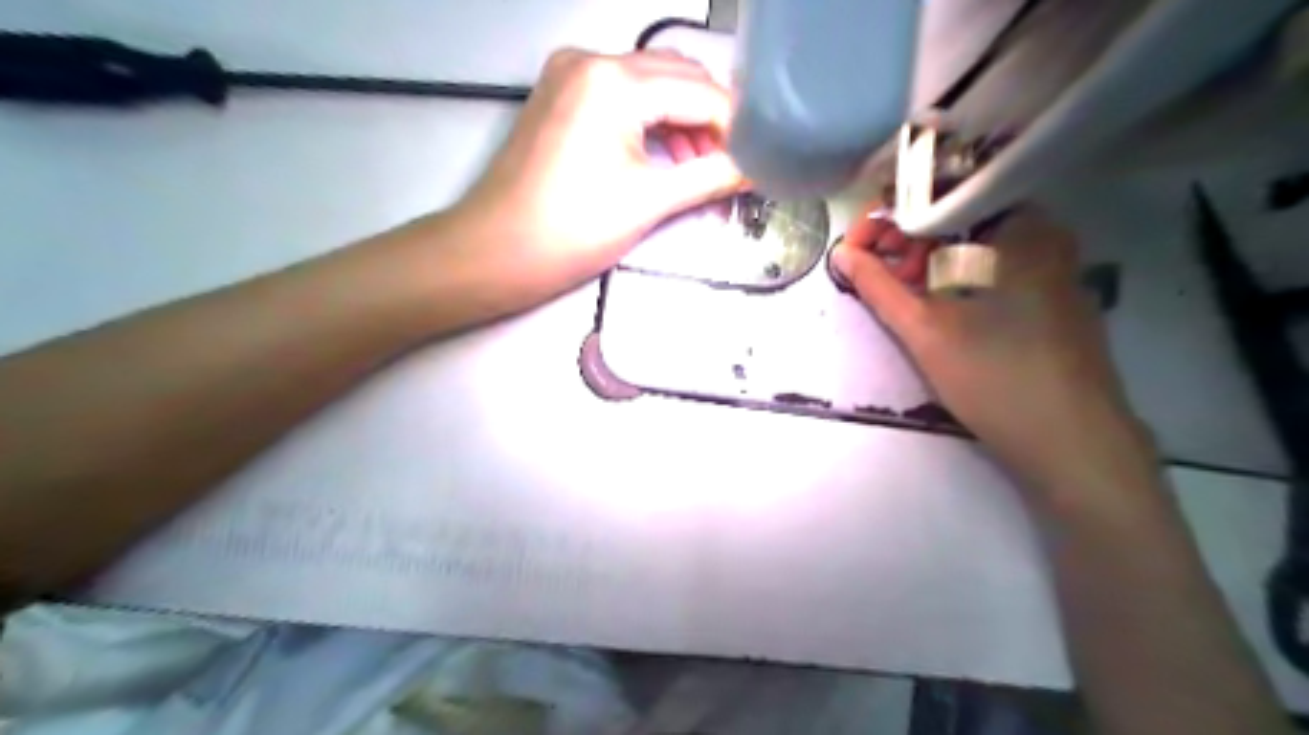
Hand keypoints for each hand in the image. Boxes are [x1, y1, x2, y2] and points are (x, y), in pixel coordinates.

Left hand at [439, 47, 745, 305]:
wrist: (495, 252)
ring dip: (683, 121)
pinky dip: (651, 122)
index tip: (760, 159)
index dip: (736, 126)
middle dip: (711, 120)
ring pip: (650, 85)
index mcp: (614, 81)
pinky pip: (622, 96)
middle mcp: (591, 60)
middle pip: (676, 78)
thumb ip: (712, 177)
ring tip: (700, 169)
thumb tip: (758, 168)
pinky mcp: (560, 96)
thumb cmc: (572, 230)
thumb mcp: (650, 202)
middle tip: (733, 164)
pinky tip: (666, 158)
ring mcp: (570, 74)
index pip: (699, 92)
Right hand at [832, 206, 1147, 498]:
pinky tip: (940, 308)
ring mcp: (1054, 265)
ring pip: (975, 245)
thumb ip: (877, 286)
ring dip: (929, 262)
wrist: (1073, 443)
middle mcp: (1043, 232)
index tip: (854, 249)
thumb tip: (841, 253)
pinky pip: (996, 267)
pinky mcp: (1054, 295)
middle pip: (957, 217)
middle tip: (877, 276)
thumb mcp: (924, 330)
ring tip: (903, 297)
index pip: (937, 197)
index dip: (886, 219)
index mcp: (1017, 226)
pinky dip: (958, 278)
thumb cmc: (995, 377)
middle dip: (906, 242)